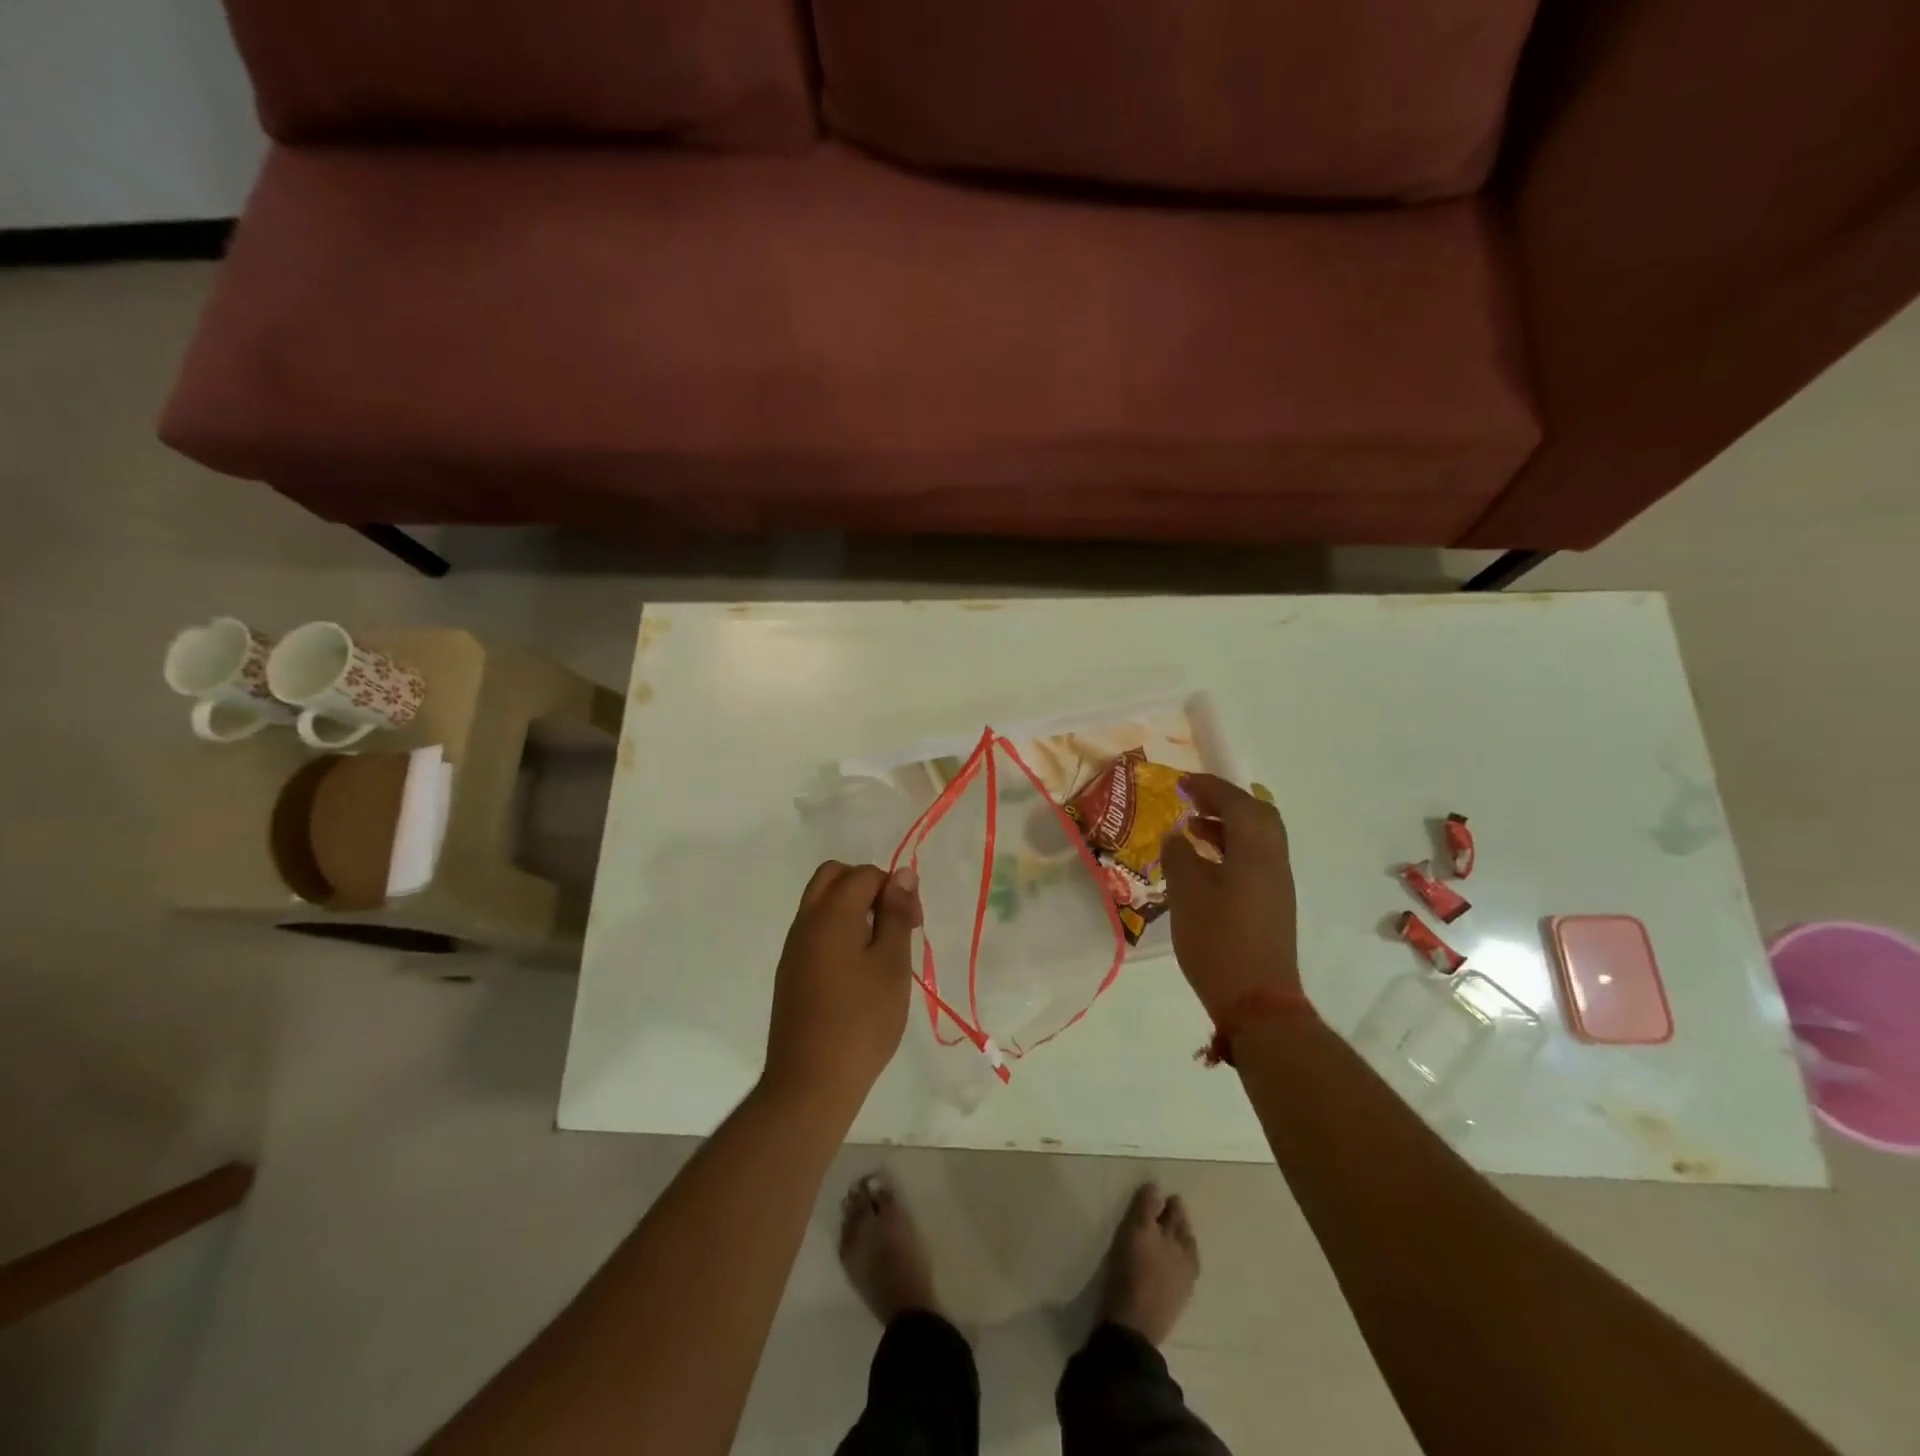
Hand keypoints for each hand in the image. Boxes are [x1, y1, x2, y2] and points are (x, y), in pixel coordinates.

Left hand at [762, 861, 919, 1115]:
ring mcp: (793, 948)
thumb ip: (896, 913)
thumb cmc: (862, 1020)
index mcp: (831, 913)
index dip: (895, 888)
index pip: (864, 874)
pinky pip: (814, 931)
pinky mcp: (790, 973)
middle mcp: (805, 921)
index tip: (914, 924)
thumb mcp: (892, 963)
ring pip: (821, 903)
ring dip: (852, 909)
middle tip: (893, 922)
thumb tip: (901, 873)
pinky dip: (838, 931)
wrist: (811, 1082)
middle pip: (833, 877)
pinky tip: (858, 970)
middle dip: (867, 886)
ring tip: (881, 949)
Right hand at [1160, 775, 1301, 1021]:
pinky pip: (1255, 859)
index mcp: (1255, 851)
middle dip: (1225, 801)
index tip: (1183, 782)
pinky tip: (1205, 864)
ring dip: (1227, 825)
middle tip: (1193, 800)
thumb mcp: (1187, 893)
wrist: (1257, 1000)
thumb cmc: (1218, 940)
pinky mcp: (1273, 905)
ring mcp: (1277, 884)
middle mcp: (1273, 860)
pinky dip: (1231, 848)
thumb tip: (1177, 836)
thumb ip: (1179, 856)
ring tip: (1192, 829)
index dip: (1210, 787)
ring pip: (1258, 838)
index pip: (1237, 803)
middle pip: (1258, 815)